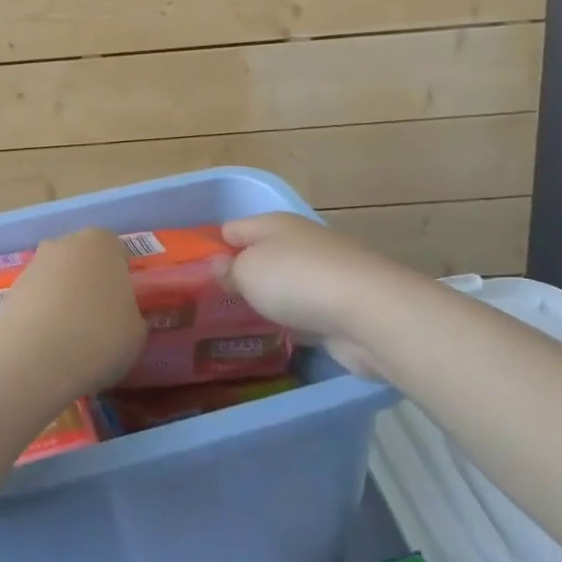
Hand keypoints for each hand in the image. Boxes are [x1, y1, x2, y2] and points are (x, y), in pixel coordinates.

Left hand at [0, 229, 146, 402]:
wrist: (32, 357)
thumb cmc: (98, 337)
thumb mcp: (135, 334)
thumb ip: (131, 317)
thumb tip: (120, 318)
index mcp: (102, 243)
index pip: (117, 254)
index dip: (121, 282)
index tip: (122, 310)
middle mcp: (65, 243)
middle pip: (83, 262)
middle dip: (88, 286)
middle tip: (96, 324)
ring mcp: (33, 264)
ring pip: (56, 281)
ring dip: (62, 302)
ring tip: (68, 343)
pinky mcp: (8, 289)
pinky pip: (34, 301)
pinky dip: (40, 318)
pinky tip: (45, 347)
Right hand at [222, 213, 422, 381]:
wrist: (370, 313)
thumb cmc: (297, 280)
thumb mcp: (248, 272)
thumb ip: (228, 270)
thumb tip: (219, 266)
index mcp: (273, 224)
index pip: (231, 229)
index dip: (210, 248)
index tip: (190, 274)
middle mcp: (299, 242)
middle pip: (260, 255)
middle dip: (239, 276)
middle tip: (209, 305)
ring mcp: (324, 274)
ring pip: (283, 285)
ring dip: (267, 300)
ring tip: (237, 323)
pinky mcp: (341, 306)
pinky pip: (305, 310)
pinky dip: (292, 321)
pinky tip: (276, 337)